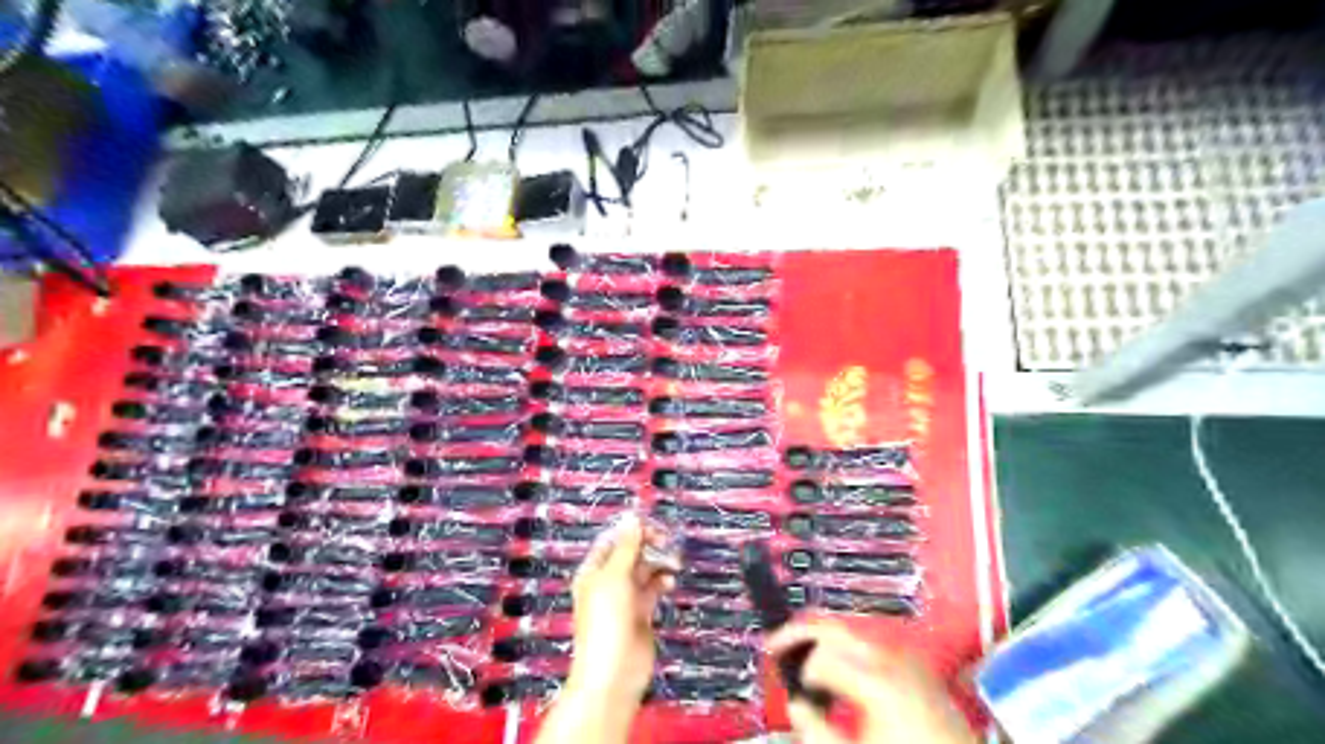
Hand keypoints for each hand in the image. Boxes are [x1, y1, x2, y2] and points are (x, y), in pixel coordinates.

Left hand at [568, 510, 675, 709]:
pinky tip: (669, 582)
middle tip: (667, 541)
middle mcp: (608, 582)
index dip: (631, 531)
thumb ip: (627, 546)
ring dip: (658, 563)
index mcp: (593, 571)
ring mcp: (624, 598)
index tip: (652, 525)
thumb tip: (632, 517)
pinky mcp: (640, 613)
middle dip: (648, 546)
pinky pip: (652, 589)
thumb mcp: (615, 576)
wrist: (614, 671)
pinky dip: (661, 582)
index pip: (612, 541)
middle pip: (630, 553)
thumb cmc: (606, 621)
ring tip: (674, 563)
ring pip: (644, 571)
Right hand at [768, 622, 969, 743]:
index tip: (776, 665)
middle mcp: (895, 659)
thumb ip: (814, 727)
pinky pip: (873, 646)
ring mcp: (910, 660)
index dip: (790, 656)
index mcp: (877, 679)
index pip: (818, 649)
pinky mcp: (919, 668)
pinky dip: (849, 652)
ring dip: (824, 643)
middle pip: (834, 626)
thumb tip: (795, 704)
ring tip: (805, 664)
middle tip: (776, 644)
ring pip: (852, 632)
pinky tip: (839, 674)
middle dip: (800, 632)